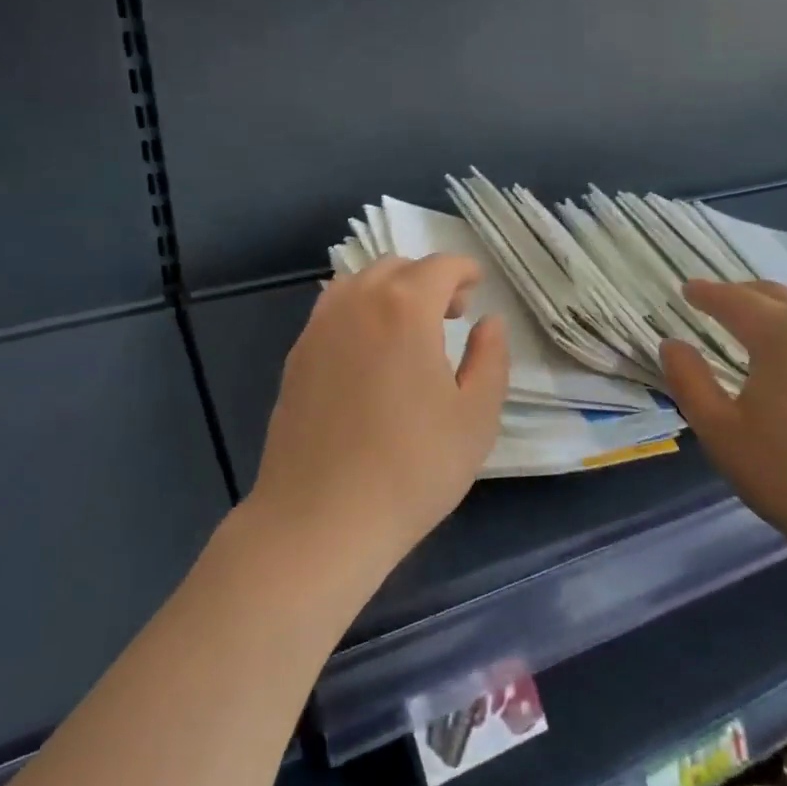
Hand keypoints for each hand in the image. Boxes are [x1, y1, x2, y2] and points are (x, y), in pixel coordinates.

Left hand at [248, 255, 508, 579]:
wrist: (321, 518)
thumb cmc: (412, 468)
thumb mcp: (476, 417)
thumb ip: (491, 358)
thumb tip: (490, 322)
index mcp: (405, 309)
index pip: (439, 267)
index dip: (463, 270)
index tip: (478, 287)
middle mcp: (357, 304)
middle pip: (396, 267)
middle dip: (428, 279)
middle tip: (451, 313)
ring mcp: (319, 328)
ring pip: (358, 283)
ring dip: (390, 291)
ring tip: (409, 329)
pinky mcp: (295, 357)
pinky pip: (332, 310)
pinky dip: (358, 310)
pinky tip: (369, 352)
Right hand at [660, 280, 786, 580]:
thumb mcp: (720, 431)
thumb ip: (689, 380)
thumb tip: (672, 345)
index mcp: (782, 335)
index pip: (734, 300)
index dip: (706, 293)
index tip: (687, 289)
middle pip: (775, 296)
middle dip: (740, 295)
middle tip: (714, 302)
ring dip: (774, 312)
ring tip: (752, 328)